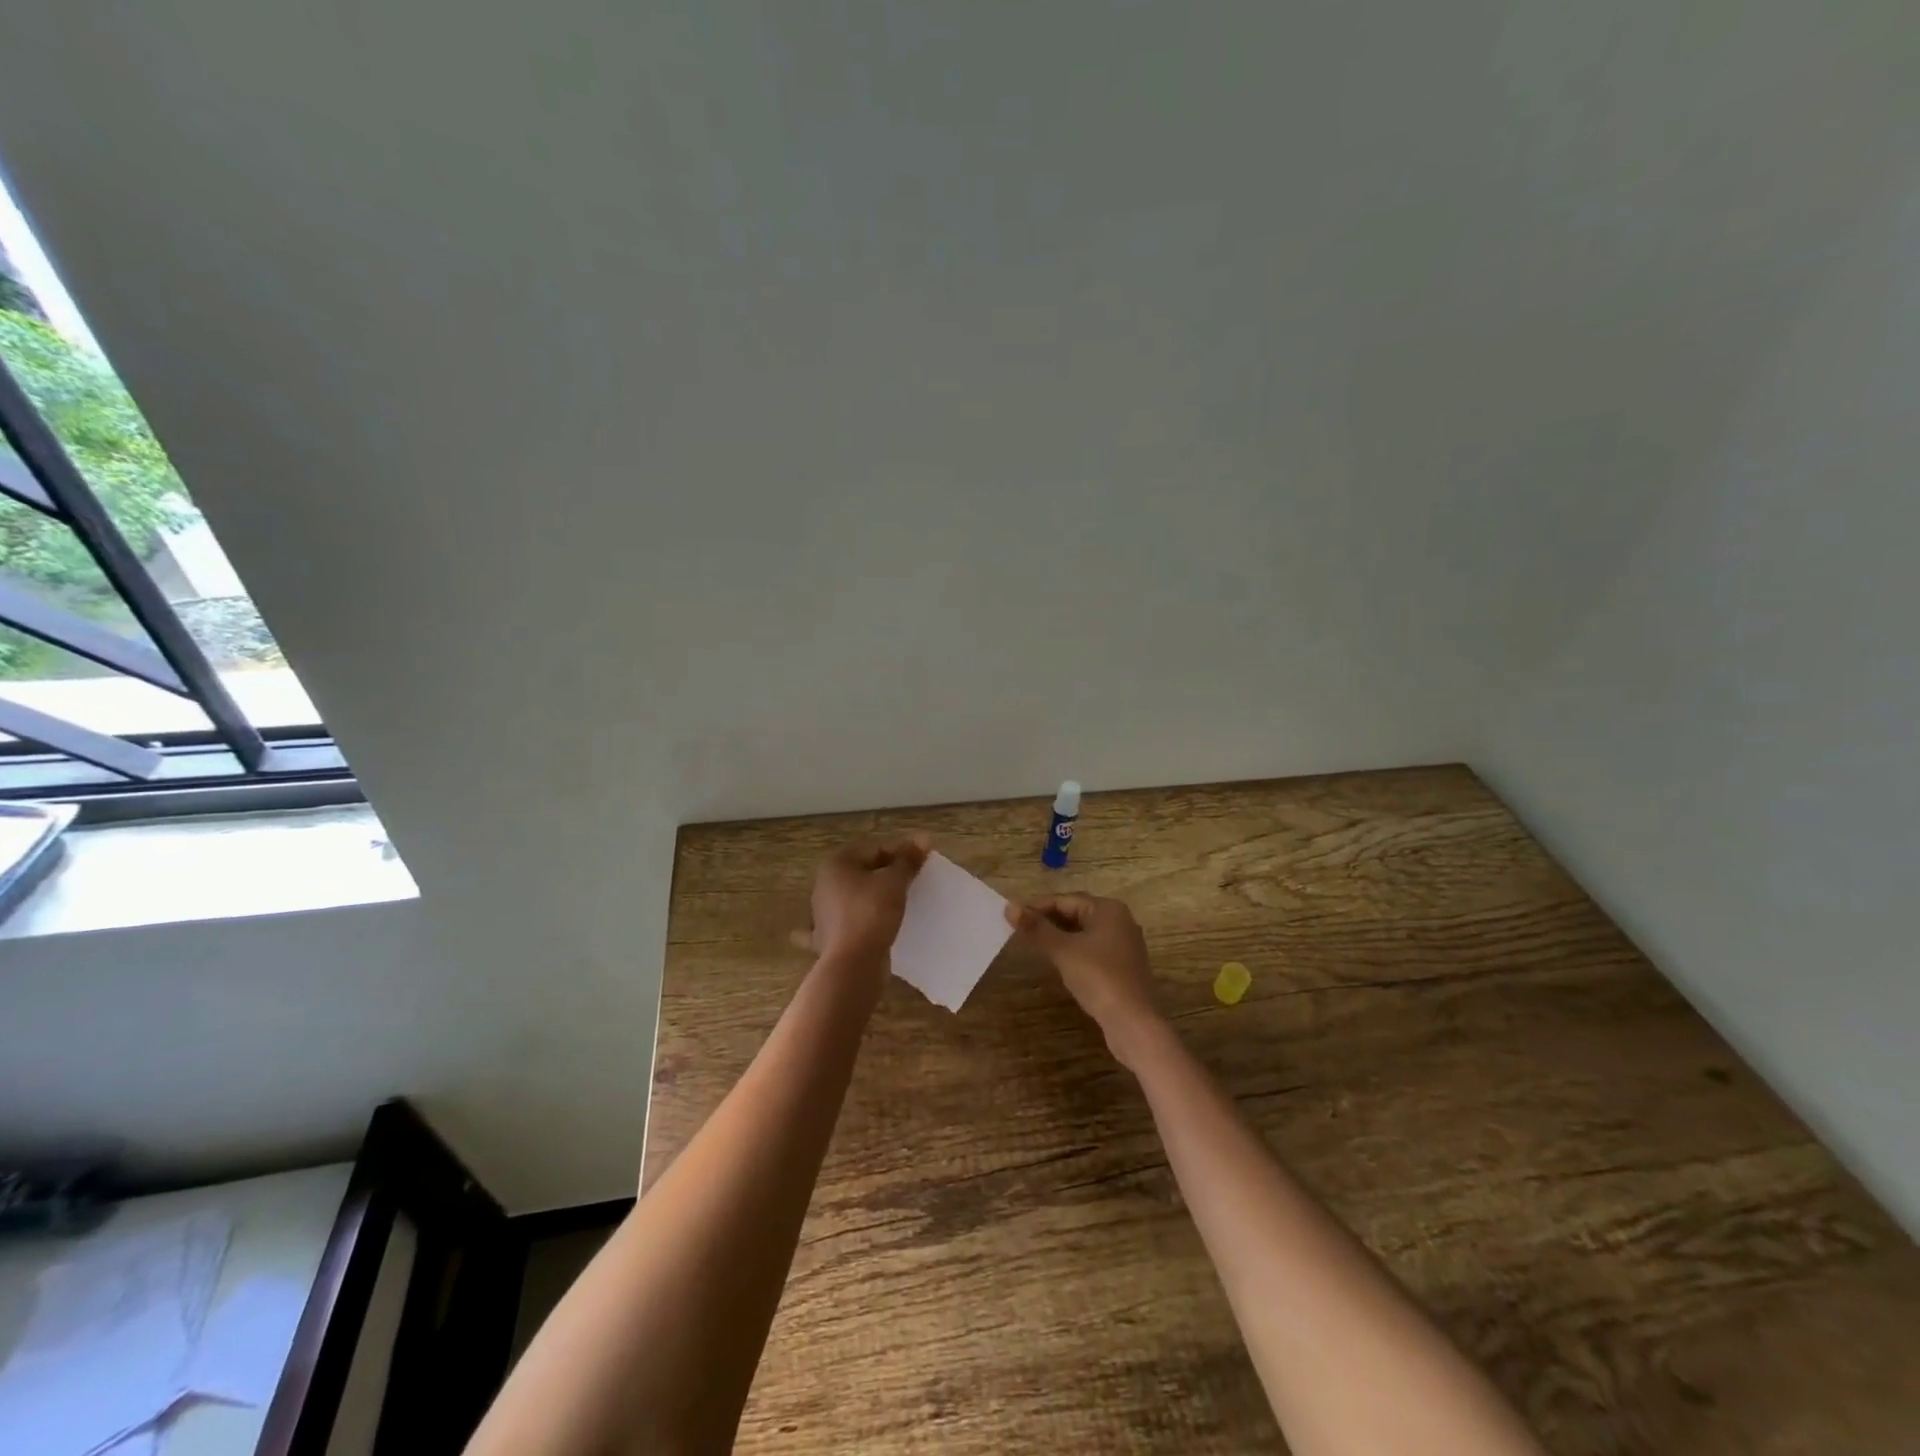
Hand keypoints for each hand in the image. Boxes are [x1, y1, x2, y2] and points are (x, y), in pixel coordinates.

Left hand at [793, 836, 929, 966]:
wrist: (853, 965)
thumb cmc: (871, 913)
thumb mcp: (894, 882)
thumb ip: (908, 860)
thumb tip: (924, 839)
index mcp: (836, 864)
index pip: (874, 849)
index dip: (901, 850)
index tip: (923, 858)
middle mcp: (824, 885)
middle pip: (863, 871)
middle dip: (888, 872)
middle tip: (915, 878)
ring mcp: (824, 913)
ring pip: (856, 896)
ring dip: (875, 895)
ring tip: (901, 901)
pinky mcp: (829, 937)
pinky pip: (850, 922)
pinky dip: (862, 920)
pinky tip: (873, 924)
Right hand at [1006, 893, 1168, 1064]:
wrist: (1133, 1022)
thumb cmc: (1098, 977)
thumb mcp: (1063, 951)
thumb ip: (1037, 928)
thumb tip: (1009, 907)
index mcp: (1108, 909)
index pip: (1065, 900)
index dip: (1037, 906)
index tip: (1012, 914)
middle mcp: (1119, 921)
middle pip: (1076, 913)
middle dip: (1047, 920)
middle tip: (1018, 928)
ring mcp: (1123, 944)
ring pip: (1083, 932)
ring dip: (1058, 935)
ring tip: (1032, 942)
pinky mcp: (1122, 966)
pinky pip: (1091, 949)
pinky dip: (1072, 950)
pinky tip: (1056, 959)